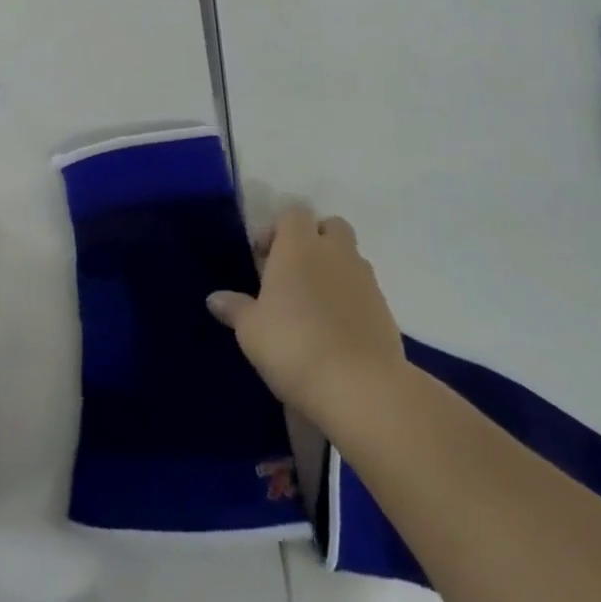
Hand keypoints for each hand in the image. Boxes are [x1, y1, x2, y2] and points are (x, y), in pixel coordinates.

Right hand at [208, 206, 408, 428]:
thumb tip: (214, 299)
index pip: (293, 213)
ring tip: (314, 305)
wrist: (360, 388)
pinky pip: (364, 290)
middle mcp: (335, 253)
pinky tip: (335, 330)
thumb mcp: (251, 330)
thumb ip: (234, 308)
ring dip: (334, 269)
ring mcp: (365, 280)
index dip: (277, 230)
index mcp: (299, 246)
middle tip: (293, 273)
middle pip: (330, 226)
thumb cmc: (293, 345)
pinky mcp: (386, 310)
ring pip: (350, 257)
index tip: (262, 258)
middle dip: (314, 240)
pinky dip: (350, 299)